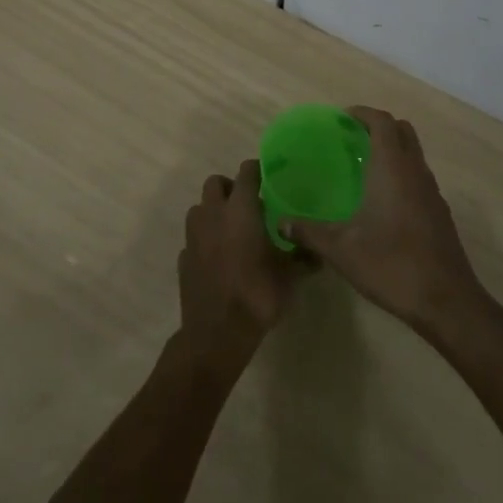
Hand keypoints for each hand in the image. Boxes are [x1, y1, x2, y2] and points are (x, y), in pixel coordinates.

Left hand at [177, 159, 302, 370]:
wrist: (217, 332)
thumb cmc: (257, 294)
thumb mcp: (290, 276)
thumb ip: (303, 257)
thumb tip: (319, 252)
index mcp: (240, 210)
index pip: (246, 173)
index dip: (257, 170)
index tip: (268, 177)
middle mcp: (213, 214)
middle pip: (215, 183)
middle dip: (230, 187)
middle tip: (248, 204)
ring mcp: (193, 235)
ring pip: (200, 207)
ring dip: (214, 211)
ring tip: (232, 229)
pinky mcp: (183, 256)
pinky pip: (194, 237)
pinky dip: (205, 239)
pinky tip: (219, 257)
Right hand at [281, 107, 487, 335]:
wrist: (447, 303)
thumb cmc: (392, 265)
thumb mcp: (341, 250)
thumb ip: (309, 232)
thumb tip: (281, 223)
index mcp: (393, 168)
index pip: (382, 122)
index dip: (363, 114)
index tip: (341, 119)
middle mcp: (416, 172)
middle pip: (402, 131)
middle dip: (378, 127)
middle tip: (351, 139)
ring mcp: (432, 192)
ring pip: (414, 154)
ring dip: (392, 150)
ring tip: (362, 167)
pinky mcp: (439, 213)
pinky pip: (419, 177)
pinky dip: (401, 174)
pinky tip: (382, 201)